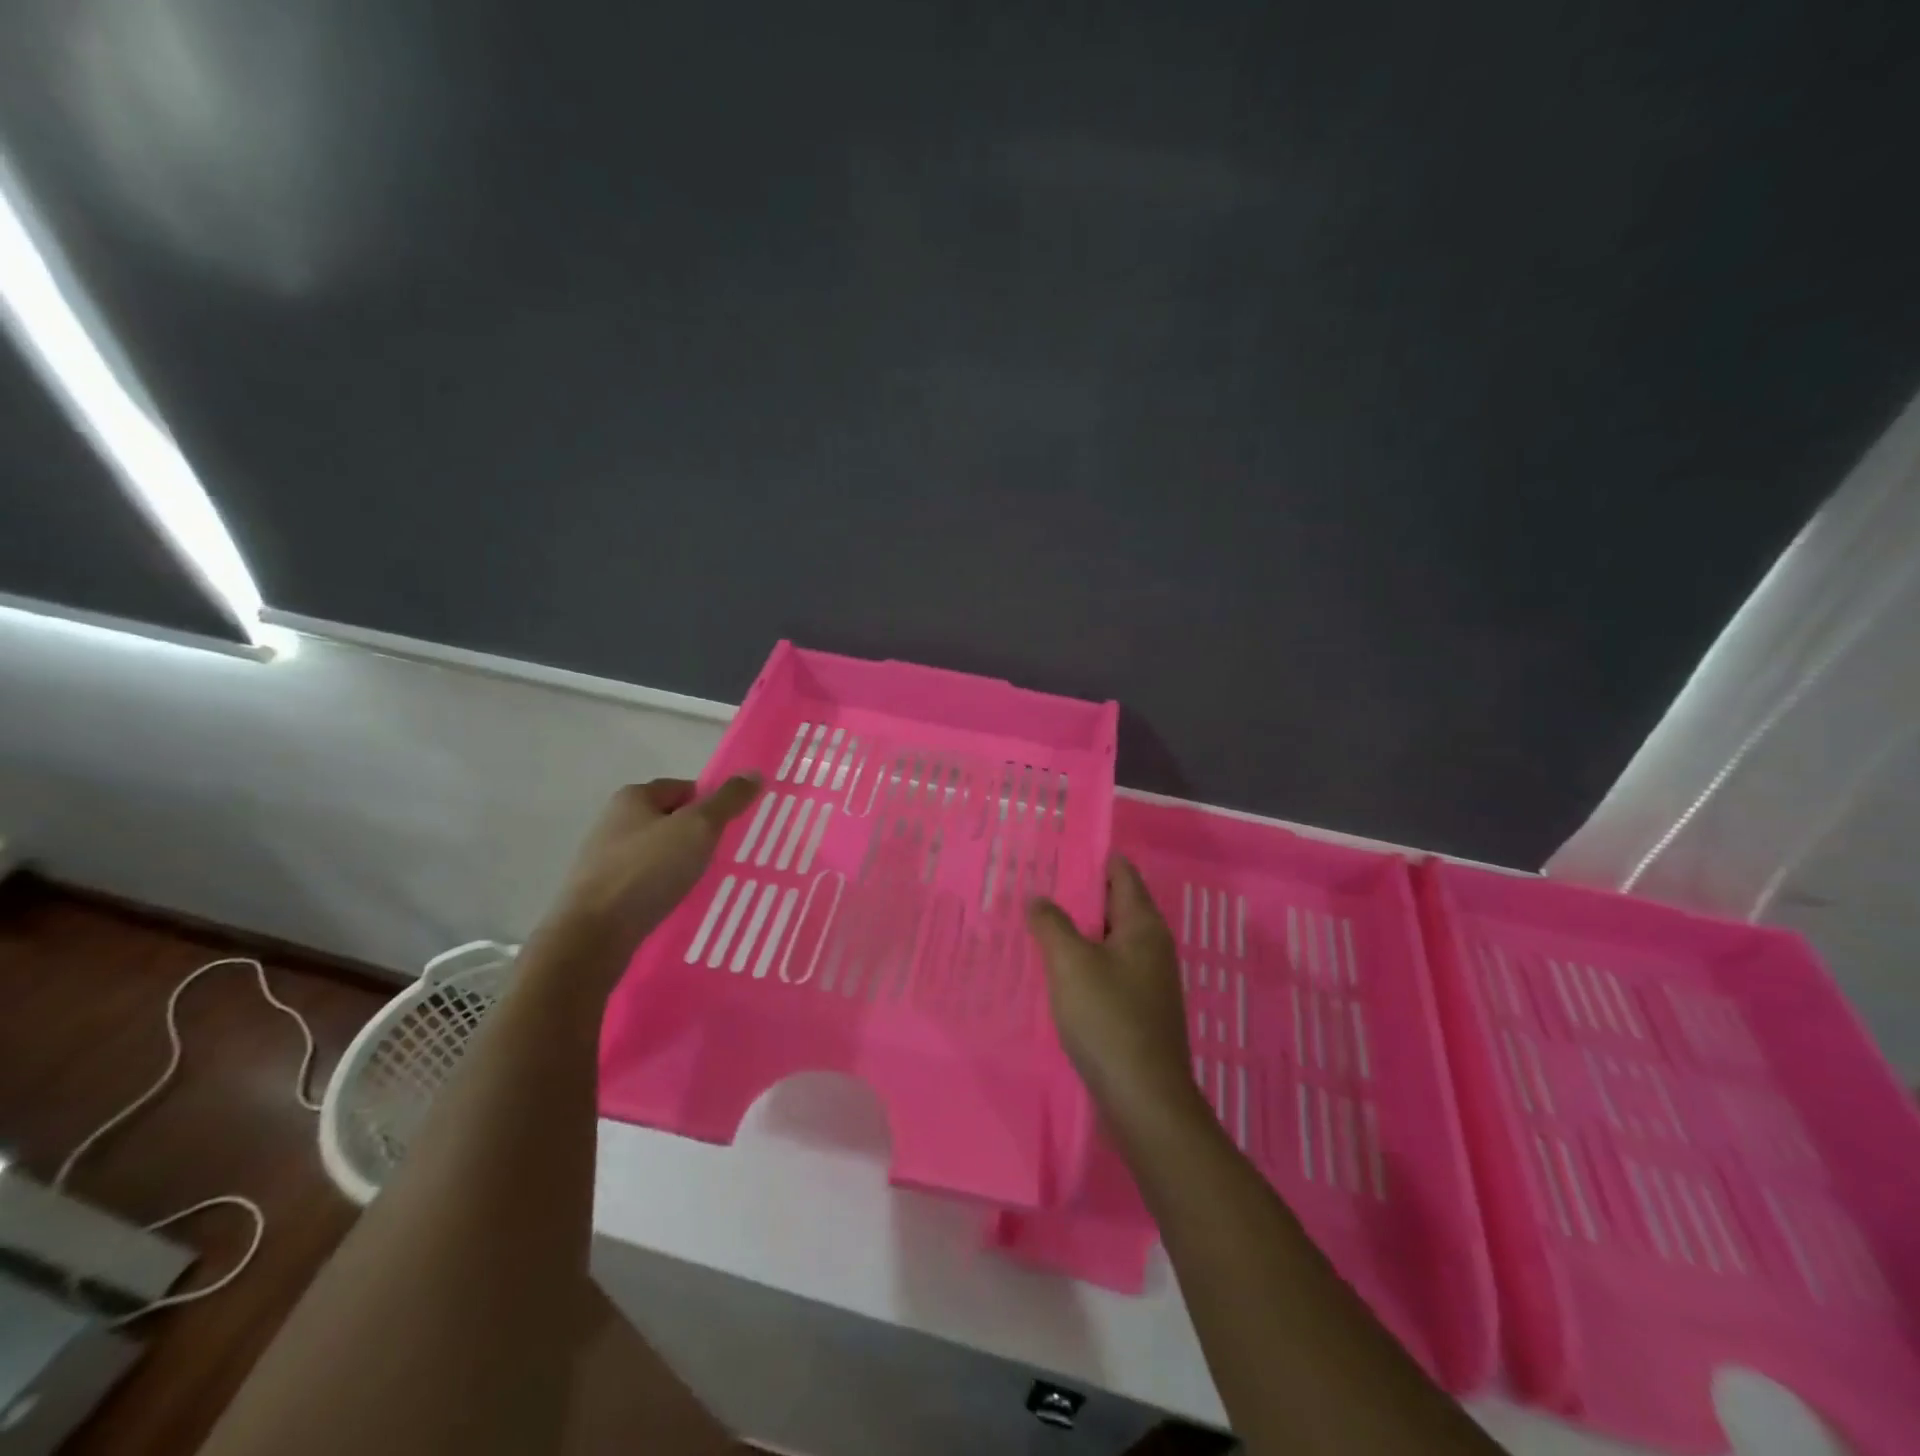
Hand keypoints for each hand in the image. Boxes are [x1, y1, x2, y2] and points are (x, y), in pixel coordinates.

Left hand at [534, 776, 761, 976]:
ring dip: (682, 865)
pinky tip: (679, 904)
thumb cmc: (647, 870)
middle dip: (698, 836)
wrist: (592, 935)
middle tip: (725, 855)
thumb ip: (728, 800)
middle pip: (672, 820)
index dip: (712, 804)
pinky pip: (646, 882)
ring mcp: (605, 858)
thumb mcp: (698, 827)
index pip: (685, 788)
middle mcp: (614, 821)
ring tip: (706, 883)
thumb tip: (754, 773)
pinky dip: (664, 889)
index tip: (733, 828)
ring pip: (659, 854)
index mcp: (633, 797)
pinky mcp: (603, 893)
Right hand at [1027, 857, 1203, 1131]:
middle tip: (1034, 885)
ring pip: (1107, 940)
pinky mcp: (1137, 1009)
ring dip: (1076, 931)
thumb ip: (1051, 924)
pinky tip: (1053, 970)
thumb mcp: (1071, 963)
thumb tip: (1039, 898)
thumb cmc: (1109, 1019)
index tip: (1054, 851)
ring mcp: (1147, 979)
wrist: (1144, 1099)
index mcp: (1143, 925)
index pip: (1120, 873)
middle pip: (1113, 904)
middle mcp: (1151, 946)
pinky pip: (1106, 969)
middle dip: (1076, 894)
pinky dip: (1082, 962)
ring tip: (1035, 924)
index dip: (1090, 858)